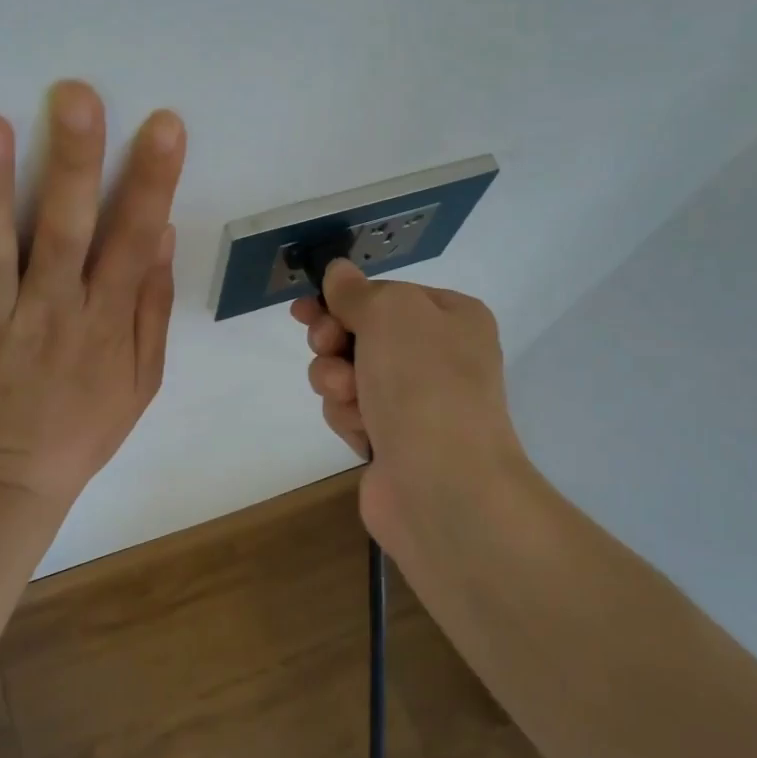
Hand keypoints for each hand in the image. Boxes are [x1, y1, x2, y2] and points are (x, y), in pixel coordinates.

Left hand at [0, 81, 185, 515]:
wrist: (7, 484)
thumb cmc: (82, 426)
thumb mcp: (142, 379)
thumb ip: (151, 307)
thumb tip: (161, 232)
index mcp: (103, 322)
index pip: (133, 242)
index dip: (152, 183)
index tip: (164, 125)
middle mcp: (50, 315)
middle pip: (64, 233)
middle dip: (74, 164)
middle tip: (75, 96)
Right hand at [291, 261, 530, 556]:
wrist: (444, 484)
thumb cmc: (424, 382)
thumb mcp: (390, 313)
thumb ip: (358, 291)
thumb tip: (339, 273)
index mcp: (452, 317)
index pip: (384, 295)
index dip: (341, 299)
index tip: (304, 308)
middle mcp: (438, 357)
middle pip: (360, 334)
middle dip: (334, 342)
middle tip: (326, 347)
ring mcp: (417, 403)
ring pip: (348, 374)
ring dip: (337, 381)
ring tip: (349, 397)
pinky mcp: (393, 441)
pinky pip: (352, 413)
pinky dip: (349, 417)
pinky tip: (362, 430)